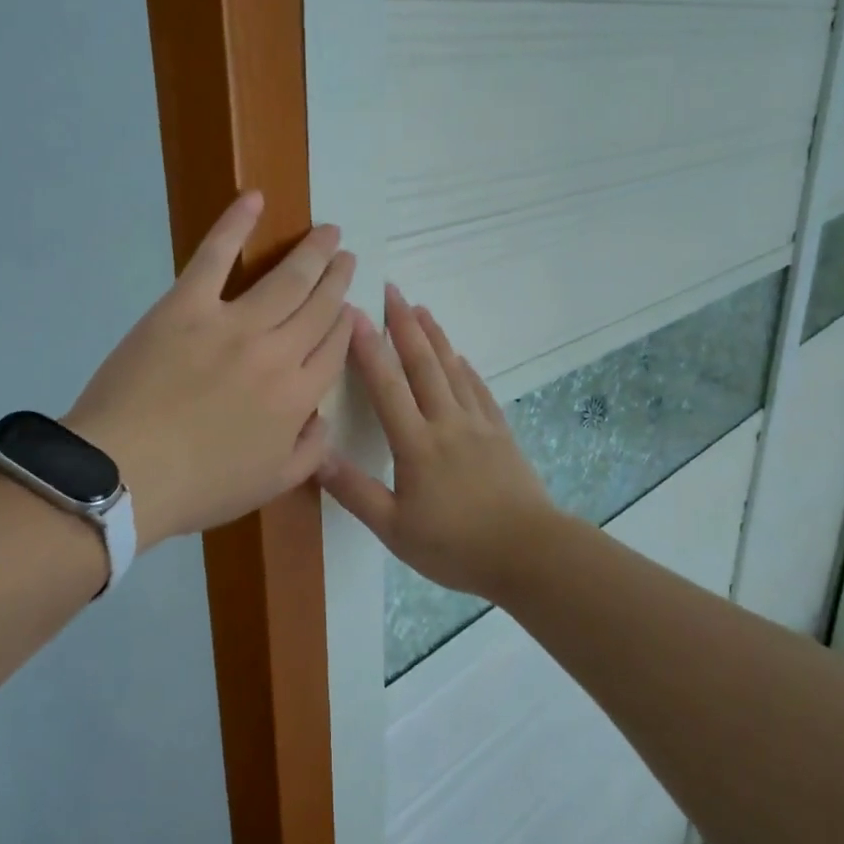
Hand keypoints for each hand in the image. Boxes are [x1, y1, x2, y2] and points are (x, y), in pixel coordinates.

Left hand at [66, 192, 355, 551]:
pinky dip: (236, 224)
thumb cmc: (197, 487)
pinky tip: (255, 199)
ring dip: (312, 252)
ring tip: (328, 232)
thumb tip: (324, 418)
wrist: (124, 475)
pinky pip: (216, 256)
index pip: (334, 348)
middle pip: (319, 306)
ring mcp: (233, 324)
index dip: (345, 323)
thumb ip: (309, 452)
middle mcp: (278, 352)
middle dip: (338, 277)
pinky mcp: (186, 306)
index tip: (349, 306)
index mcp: (298, 397)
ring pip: (286, 279)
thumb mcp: (268, 486)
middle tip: (347, 255)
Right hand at [319, 285, 556, 599]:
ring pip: (453, 370)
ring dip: (435, 337)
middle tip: (392, 290)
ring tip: (422, 310)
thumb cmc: (456, 547)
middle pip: (423, 364)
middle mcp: (447, 422)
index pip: (387, 386)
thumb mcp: (395, 530)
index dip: (369, 347)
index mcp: (416, 444)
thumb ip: (355, 492)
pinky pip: (479, 391)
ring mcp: (478, 425)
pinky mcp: (501, 434)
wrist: (529, 553)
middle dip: (405, 325)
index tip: (355, 312)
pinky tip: (460, 358)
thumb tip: (315, 457)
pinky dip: (466, 369)